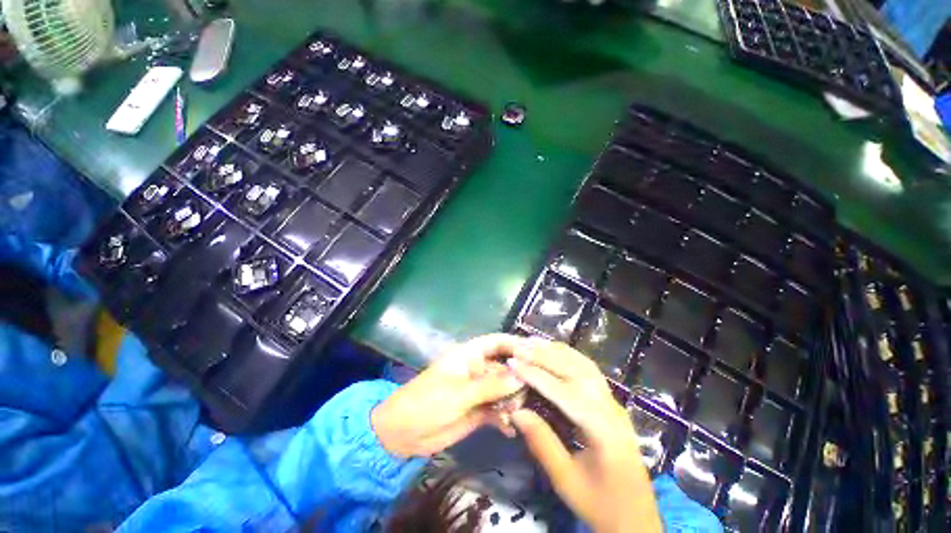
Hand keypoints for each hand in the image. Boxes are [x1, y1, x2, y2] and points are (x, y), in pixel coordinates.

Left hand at [371, 333, 525, 457]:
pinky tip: (510, 429)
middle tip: (536, 392)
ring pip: (505, 390)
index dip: (516, 344)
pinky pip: (499, 410)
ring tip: (516, 414)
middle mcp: (478, 369)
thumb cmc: (427, 402)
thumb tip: (521, 375)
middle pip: (506, 367)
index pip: (497, 342)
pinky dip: (505, 418)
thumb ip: (491, 385)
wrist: (403, 434)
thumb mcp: (459, 393)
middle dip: (520, 377)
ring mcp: (479, 391)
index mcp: (470, 355)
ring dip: (514, 400)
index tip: (538, 354)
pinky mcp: (479, 410)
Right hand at [508, 339, 661, 532]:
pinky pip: (589, 370)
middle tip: (519, 347)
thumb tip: (515, 410)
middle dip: (545, 356)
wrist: (637, 519)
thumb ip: (541, 442)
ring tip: (533, 343)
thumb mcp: (566, 480)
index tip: (512, 363)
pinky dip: (569, 356)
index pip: (564, 392)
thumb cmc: (600, 505)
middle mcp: (611, 408)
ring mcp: (614, 403)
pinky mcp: (612, 403)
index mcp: (602, 430)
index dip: (536, 375)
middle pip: (575, 370)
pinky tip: (554, 352)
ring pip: (584, 365)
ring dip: (557, 351)